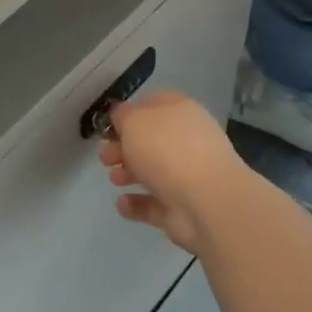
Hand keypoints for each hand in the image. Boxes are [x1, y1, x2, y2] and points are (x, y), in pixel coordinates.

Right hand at [98, 91, 247, 252]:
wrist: (207, 202)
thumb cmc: (167, 151)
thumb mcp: (134, 121)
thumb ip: (122, 116)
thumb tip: (121, 117)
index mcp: (180, 112)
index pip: (153, 104)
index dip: (129, 112)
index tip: (108, 126)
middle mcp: (187, 140)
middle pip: (150, 140)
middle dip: (123, 147)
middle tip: (105, 157)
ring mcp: (188, 176)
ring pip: (152, 171)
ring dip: (128, 174)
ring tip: (114, 180)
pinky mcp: (183, 207)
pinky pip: (155, 203)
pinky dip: (137, 203)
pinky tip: (123, 203)